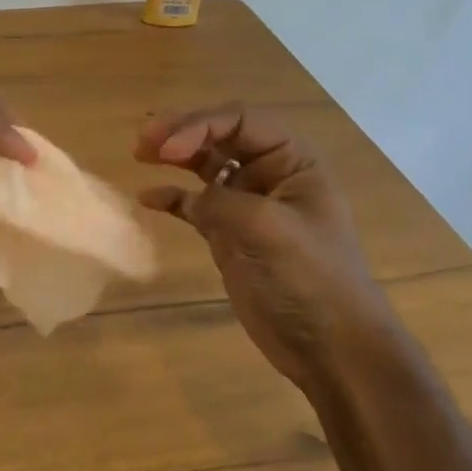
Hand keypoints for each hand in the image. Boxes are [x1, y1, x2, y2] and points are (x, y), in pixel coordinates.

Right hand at [135, 103, 393, 386]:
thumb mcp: (268, 228)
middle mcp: (270, 175)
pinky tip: (148, 198)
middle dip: (181, 132)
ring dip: (173, 156)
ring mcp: (247, 205)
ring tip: (140, 153)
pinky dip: (172, 197)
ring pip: (204, 165)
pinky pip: (194, 203)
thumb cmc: (310, 278)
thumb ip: (222, 200)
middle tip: (143, 140)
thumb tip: (188, 198)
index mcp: (293, 162)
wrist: (331, 349)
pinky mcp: (229, 234)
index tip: (168, 150)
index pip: (241, 121)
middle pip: (219, 136)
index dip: (201, 125)